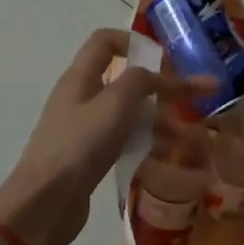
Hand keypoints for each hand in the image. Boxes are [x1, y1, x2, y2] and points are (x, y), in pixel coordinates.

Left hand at [0, 29, 183, 244]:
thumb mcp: (115, 104)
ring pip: (129, 114)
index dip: (137, 43)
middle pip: (126, 81)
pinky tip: (170, 155)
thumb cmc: (79, 145)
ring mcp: (85, 128)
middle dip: (164, 88)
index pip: (105, 41)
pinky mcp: (90, 156)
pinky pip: (124, 140)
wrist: (45, 202)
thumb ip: (140, 81)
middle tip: (198, 99)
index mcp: (81, 77)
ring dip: (161, 120)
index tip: (168, 61)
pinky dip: (147, 142)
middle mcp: (82, 97)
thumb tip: (158, 75)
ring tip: (193, 137)